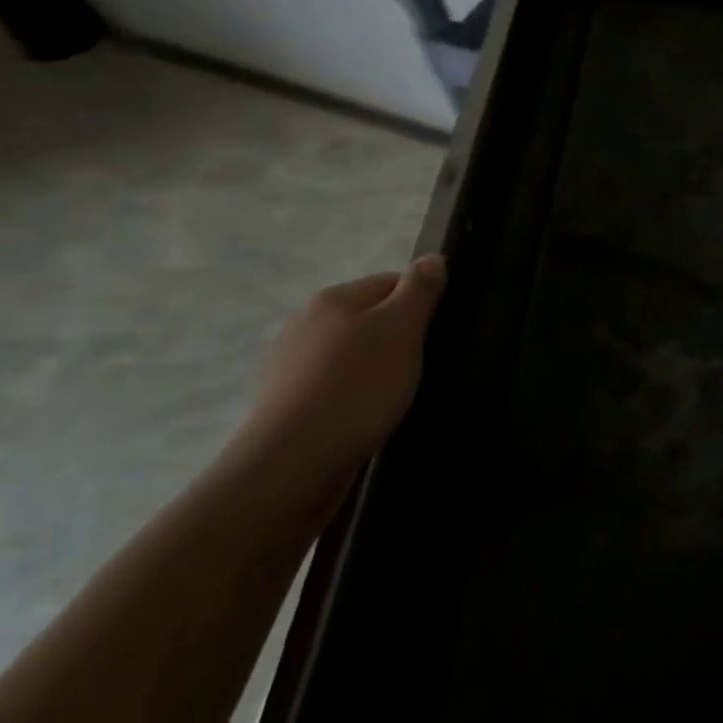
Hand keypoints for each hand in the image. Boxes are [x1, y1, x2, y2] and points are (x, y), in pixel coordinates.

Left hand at [227, 257, 446, 497]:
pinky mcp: (285, 405)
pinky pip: (333, 388)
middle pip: (369, 319)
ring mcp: (289, 366)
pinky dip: (354, 398)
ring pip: (351, 356)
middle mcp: (304, 323)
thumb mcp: (402, 329)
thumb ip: (420, 289)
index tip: (437, 334)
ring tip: (396, 398)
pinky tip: (366, 419)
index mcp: (332, 298)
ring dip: (376, 370)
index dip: (421, 304)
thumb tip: (432, 258)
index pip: (391, 282)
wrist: (292, 464)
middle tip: (422, 367)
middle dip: (398, 339)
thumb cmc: (357, 387)